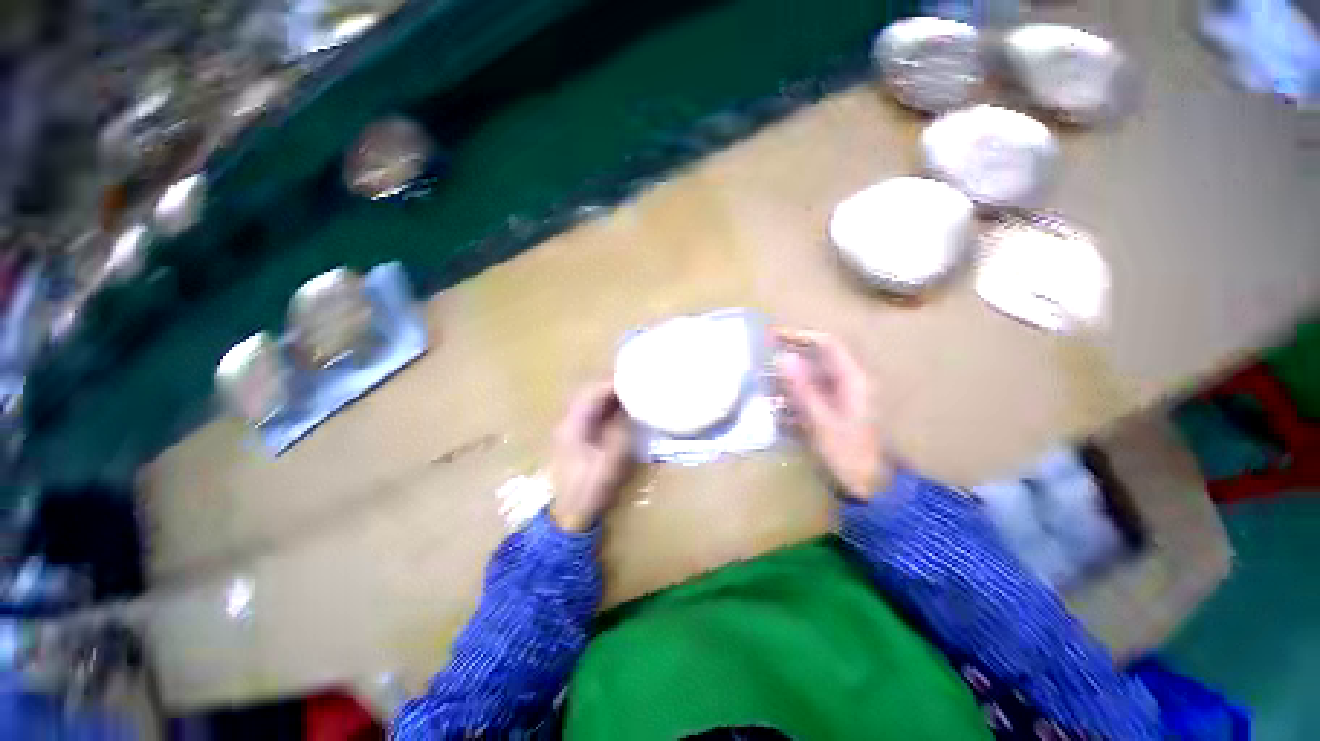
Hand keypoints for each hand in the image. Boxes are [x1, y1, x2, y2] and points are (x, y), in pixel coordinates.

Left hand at [549, 382, 634, 531]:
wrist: (570, 513)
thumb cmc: (591, 486)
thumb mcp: (612, 458)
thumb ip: (621, 429)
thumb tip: (629, 409)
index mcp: (574, 423)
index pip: (593, 392)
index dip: (613, 383)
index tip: (634, 378)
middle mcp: (568, 421)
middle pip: (589, 394)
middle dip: (612, 386)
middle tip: (635, 383)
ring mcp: (570, 430)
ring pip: (589, 403)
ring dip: (609, 397)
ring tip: (632, 393)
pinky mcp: (575, 438)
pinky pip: (591, 415)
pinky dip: (606, 409)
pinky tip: (621, 410)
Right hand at [773, 328, 890, 500]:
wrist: (870, 489)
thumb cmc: (848, 454)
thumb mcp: (820, 421)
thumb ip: (801, 388)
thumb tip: (782, 357)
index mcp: (852, 380)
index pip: (826, 343)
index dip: (799, 335)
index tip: (771, 337)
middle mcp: (848, 383)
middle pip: (816, 360)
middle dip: (788, 359)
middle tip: (760, 361)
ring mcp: (841, 398)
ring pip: (810, 378)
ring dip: (786, 380)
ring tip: (761, 385)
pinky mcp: (834, 412)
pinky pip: (810, 395)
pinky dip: (791, 397)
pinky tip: (774, 408)